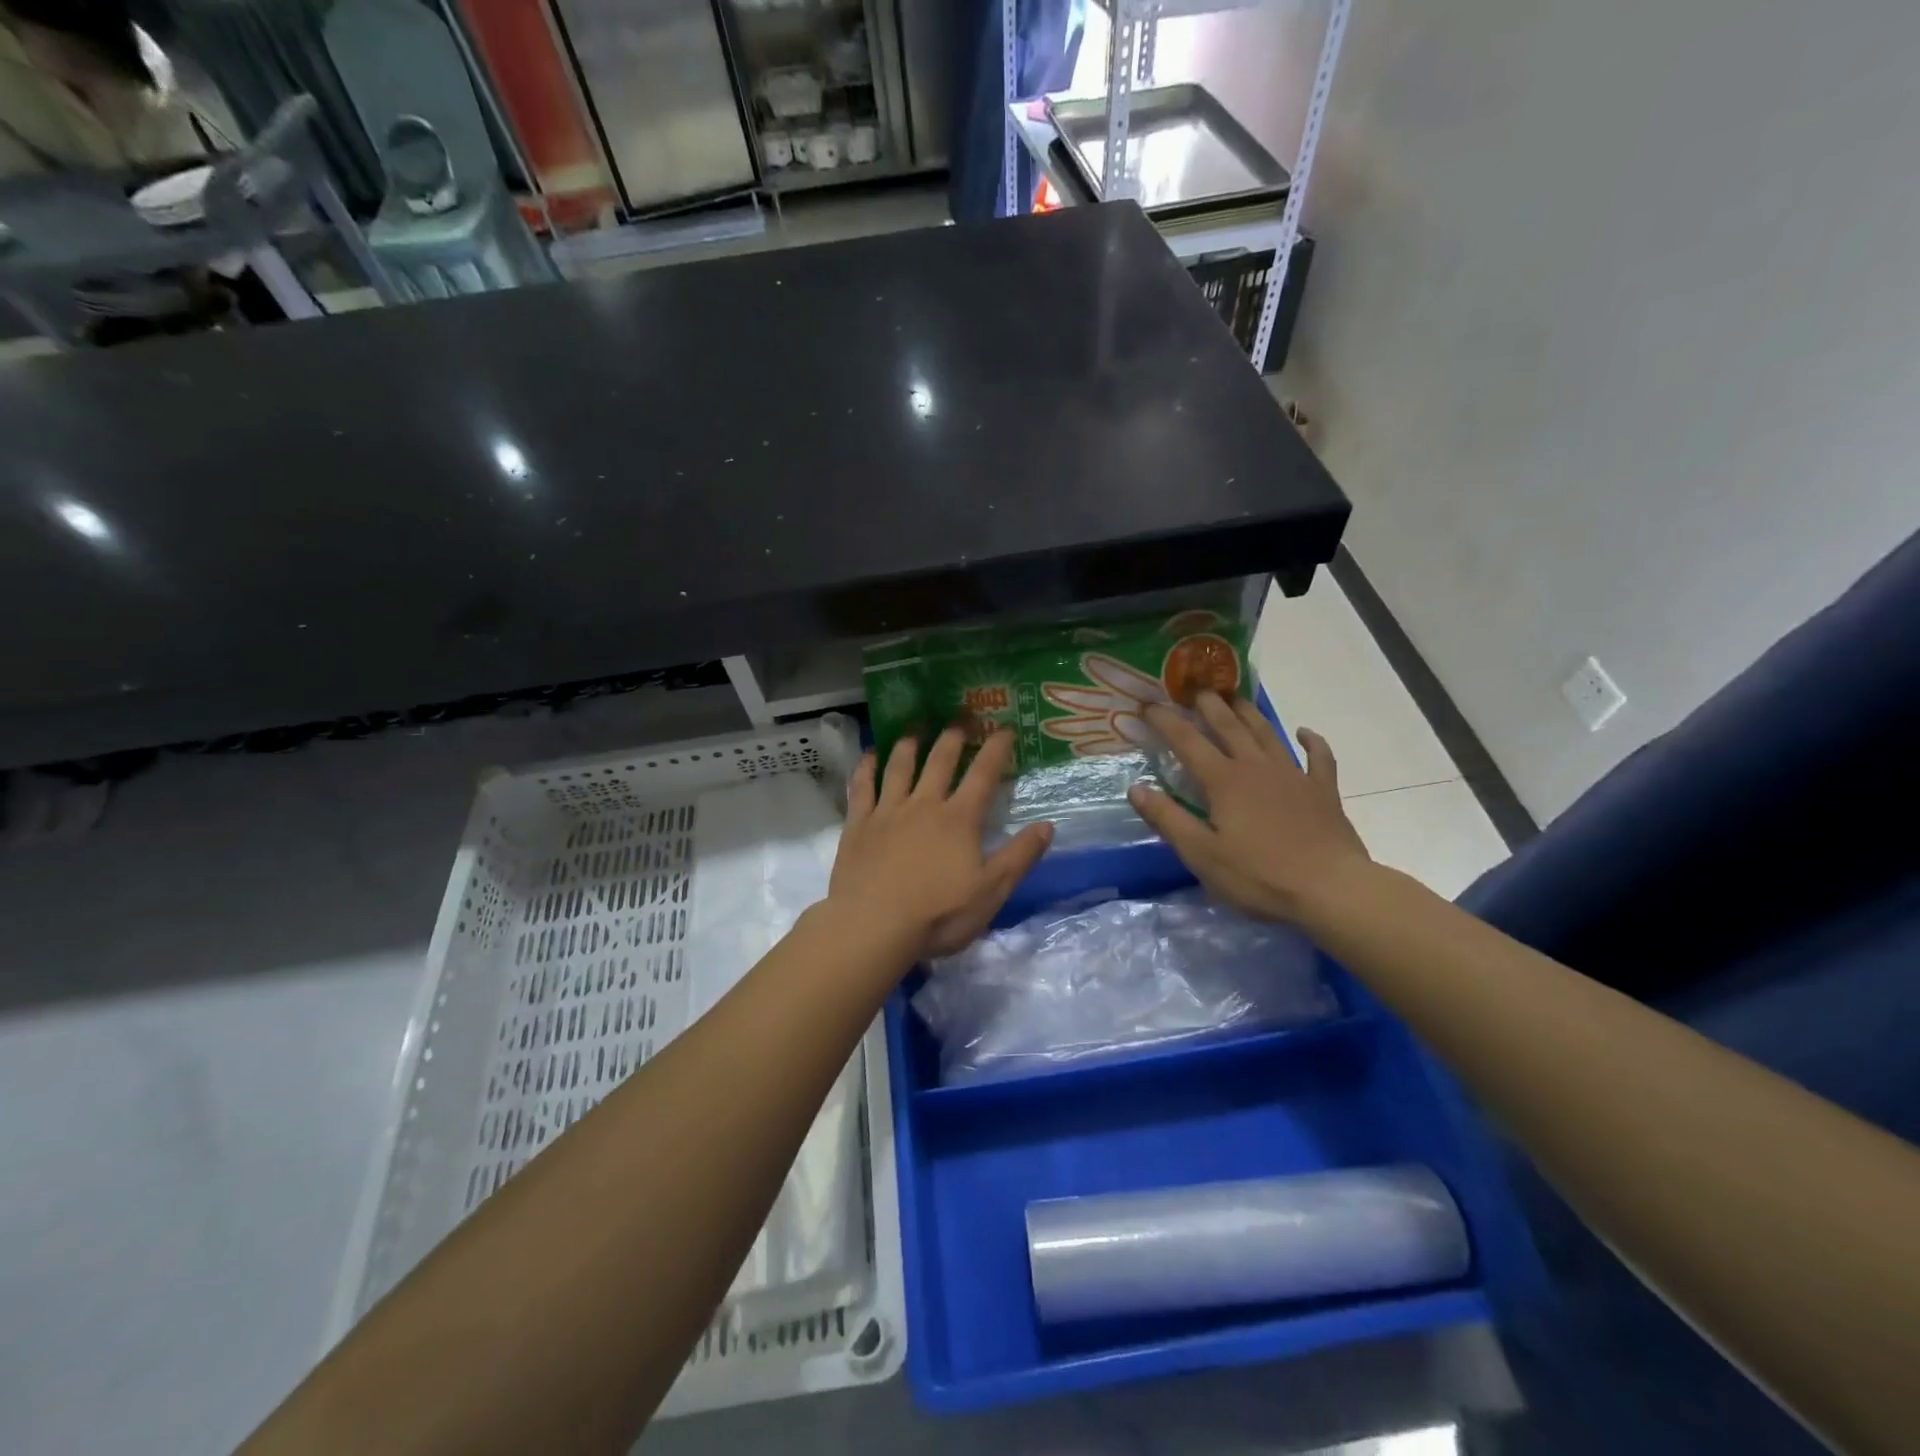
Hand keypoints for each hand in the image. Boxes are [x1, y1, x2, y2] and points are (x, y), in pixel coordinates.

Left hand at [831, 727, 1053, 958]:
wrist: (873, 927)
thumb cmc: (938, 914)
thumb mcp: (991, 892)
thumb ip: (1020, 856)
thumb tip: (1048, 825)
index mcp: (959, 819)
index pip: (983, 775)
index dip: (996, 749)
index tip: (1005, 728)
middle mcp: (924, 805)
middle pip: (940, 760)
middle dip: (953, 736)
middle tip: (960, 718)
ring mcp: (888, 812)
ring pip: (900, 766)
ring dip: (909, 743)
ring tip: (915, 728)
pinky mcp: (858, 825)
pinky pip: (862, 788)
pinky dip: (866, 768)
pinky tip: (869, 756)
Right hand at [1128, 694, 1371, 921]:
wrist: (1331, 888)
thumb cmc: (1258, 875)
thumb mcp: (1201, 853)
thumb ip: (1167, 819)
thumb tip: (1135, 788)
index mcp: (1224, 780)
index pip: (1187, 741)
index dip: (1166, 721)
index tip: (1148, 704)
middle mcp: (1256, 767)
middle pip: (1229, 726)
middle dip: (1209, 705)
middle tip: (1195, 688)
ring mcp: (1293, 775)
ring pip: (1267, 734)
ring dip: (1248, 713)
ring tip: (1235, 698)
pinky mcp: (1322, 791)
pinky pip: (1319, 757)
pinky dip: (1311, 741)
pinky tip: (1304, 732)